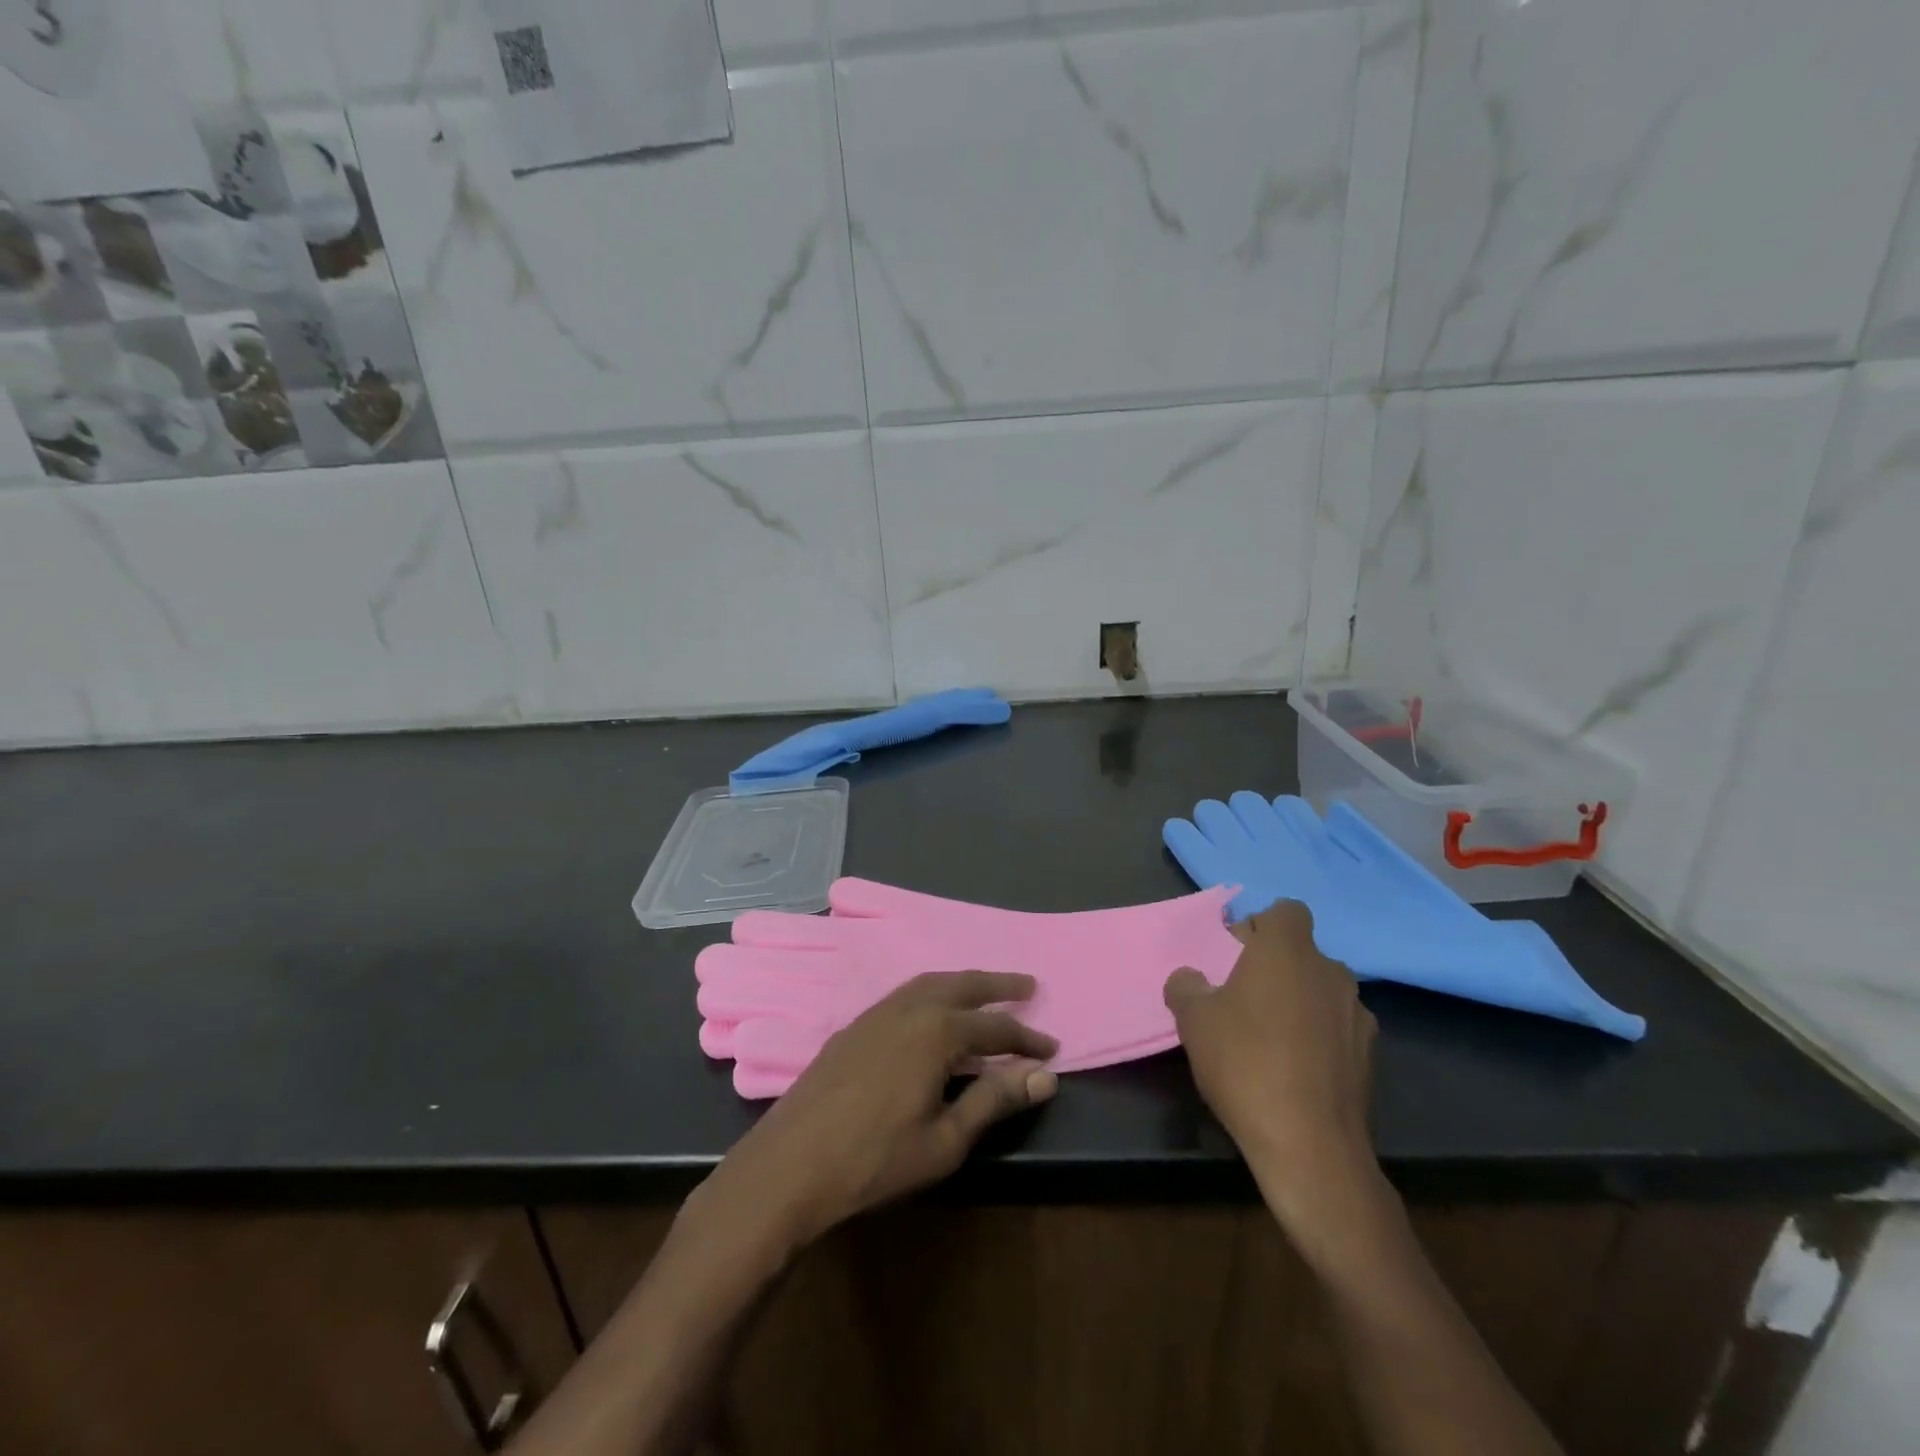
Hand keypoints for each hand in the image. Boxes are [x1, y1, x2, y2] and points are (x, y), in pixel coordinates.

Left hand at [707, 971, 1058, 1251]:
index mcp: (936, 1031)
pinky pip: (905, 995)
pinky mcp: (854, 1026)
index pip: (994, 1026)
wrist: (790, 1164)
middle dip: (998, 985)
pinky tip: (932, 1013)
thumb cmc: (875, 1159)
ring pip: (929, 984)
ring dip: (962, 983)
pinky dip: (931, 994)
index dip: (1026, 1038)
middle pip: (962, 985)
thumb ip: (994, 1100)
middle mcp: (908, 1008)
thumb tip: (1044, 1077)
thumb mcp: (945, 1140)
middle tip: (1028, 986)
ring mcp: (876, 1013)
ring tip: (985, 991)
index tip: (1052, 1048)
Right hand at [1164, 902, 1380, 1250]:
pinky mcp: (1370, 1054)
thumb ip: (1186, 985)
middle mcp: (1329, 971)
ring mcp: (1356, 1013)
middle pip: (1302, 951)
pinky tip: (1296, 1068)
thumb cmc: (1244, 1064)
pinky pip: (1337, 1026)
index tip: (1236, 955)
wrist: (1309, 1145)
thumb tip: (1191, 978)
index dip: (1261, 926)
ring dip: (1298, 1000)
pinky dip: (1319, 1035)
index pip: (1286, 911)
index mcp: (1287, 951)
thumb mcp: (1192, 1019)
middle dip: (1275, 966)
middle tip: (1242, 997)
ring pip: (1320, 989)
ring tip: (1270, 1037)